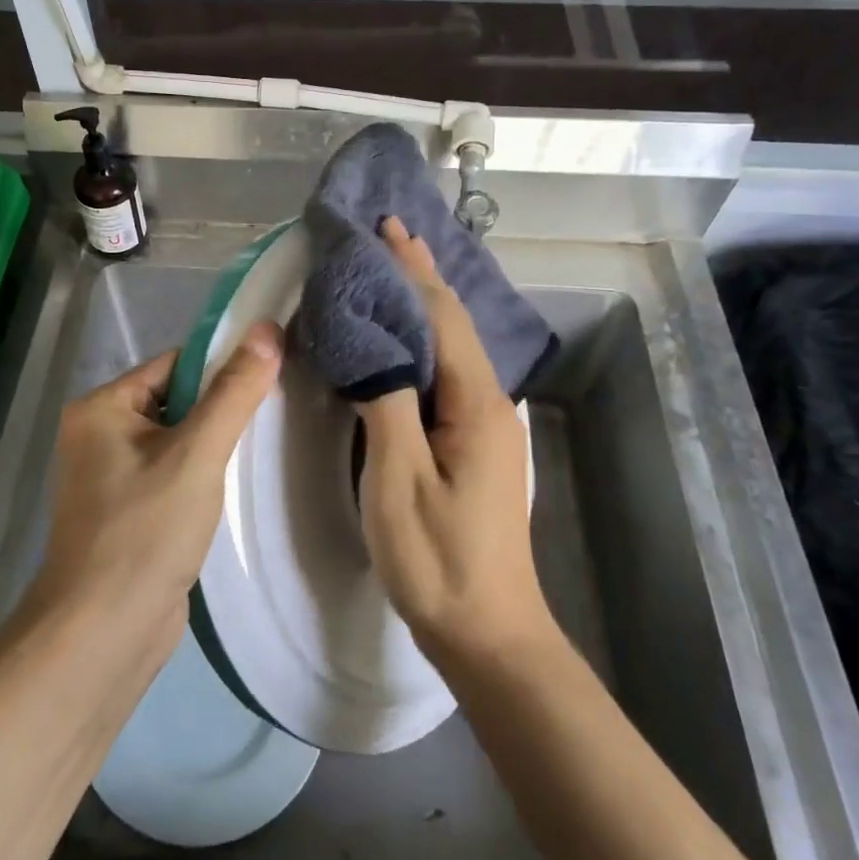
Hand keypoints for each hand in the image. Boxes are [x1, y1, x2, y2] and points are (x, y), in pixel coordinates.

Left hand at [33, 323, 281, 657]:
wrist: (104, 632)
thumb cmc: (145, 531)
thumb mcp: (197, 454)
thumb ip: (233, 393)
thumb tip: (267, 330)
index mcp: (101, 408)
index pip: (173, 365)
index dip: (221, 367)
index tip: (271, 373)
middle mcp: (98, 434)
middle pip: (175, 401)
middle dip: (220, 409)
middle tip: (273, 413)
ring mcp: (110, 476)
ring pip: (176, 441)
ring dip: (213, 445)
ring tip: (261, 447)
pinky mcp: (128, 510)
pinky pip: (171, 474)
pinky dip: (201, 476)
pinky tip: (233, 486)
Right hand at [358, 217, 547, 662]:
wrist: (488, 630)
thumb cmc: (438, 558)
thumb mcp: (399, 479)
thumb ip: (386, 403)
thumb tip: (371, 345)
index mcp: (474, 403)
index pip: (441, 317)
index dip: (412, 270)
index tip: (387, 228)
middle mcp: (487, 403)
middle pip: (451, 325)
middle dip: (420, 277)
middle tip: (385, 237)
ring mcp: (483, 425)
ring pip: (449, 348)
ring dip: (421, 306)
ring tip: (389, 274)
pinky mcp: (472, 444)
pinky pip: (444, 375)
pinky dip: (420, 343)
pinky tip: (401, 342)